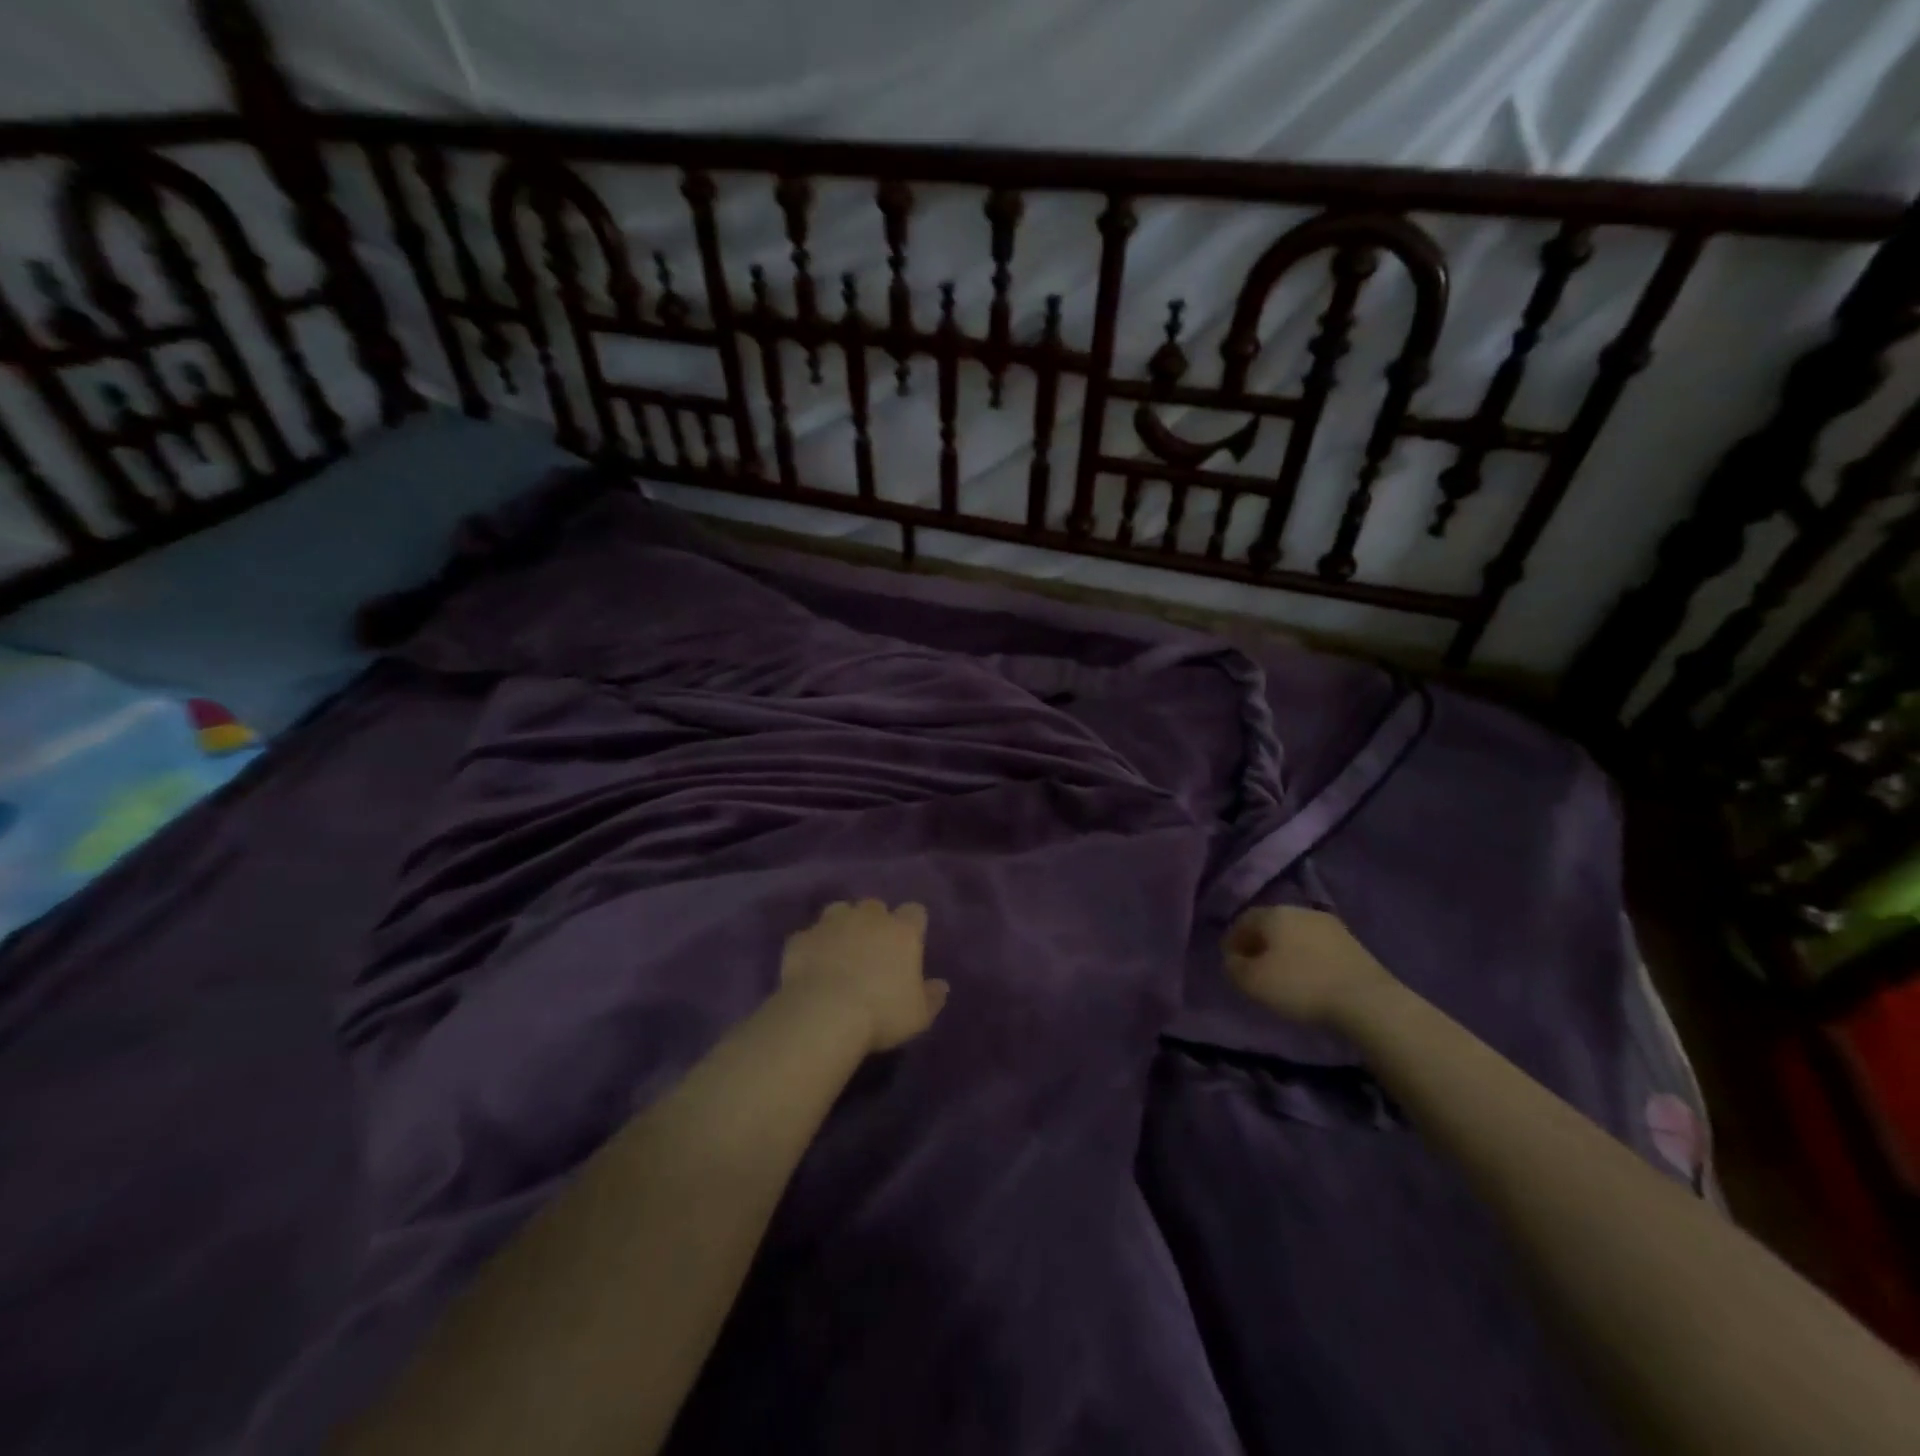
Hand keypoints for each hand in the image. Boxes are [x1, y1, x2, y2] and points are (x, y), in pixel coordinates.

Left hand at [780, 900, 947, 1052]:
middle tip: (873, 949)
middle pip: (875, 906)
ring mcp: (831, 923)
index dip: (913, 925)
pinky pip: (809, 936)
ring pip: (839, 911)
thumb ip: (932, 997)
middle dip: (875, 921)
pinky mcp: (801, 938)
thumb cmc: (881, 1013)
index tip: (910, 945)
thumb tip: (941, 986)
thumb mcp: (918, 1015)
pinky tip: (811, 966)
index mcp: (902, 931)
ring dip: (842, 925)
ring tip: (840, 950)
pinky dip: (812, 946)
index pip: (915, 912)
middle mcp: (868, 917)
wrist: (823, 1015)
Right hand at [1224, 905, 1393, 1027]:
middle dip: (1259, 943)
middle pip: (1271, 924)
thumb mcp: (1251, 981)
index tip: (1230, 962)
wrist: (1366, 1001)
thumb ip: (1233, 966)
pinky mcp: (1353, 943)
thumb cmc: (1300, 986)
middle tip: (1253, 967)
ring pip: (1296, 934)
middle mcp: (1301, 910)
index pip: (1243, 920)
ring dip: (1285, 950)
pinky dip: (1307, 958)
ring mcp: (1330, 925)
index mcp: (1274, 913)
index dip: (1232, 940)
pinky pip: (1317, 946)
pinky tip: (1309, 977)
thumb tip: (1233, 959)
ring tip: (1282, 975)